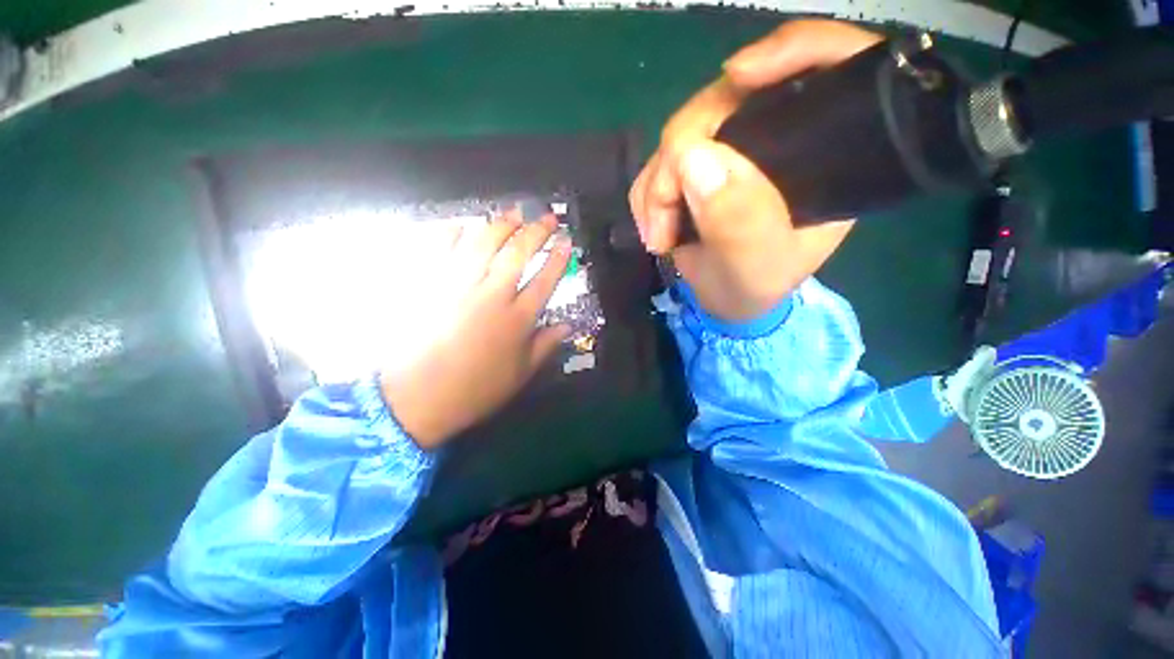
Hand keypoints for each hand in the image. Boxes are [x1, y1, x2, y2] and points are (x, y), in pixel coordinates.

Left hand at [380, 210, 570, 449]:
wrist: (418, 399)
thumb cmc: (476, 390)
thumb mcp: (520, 374)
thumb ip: (546, 346)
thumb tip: (568, 326)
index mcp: (517, 319)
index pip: (545, 280)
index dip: (559, 259)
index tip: (567, 242)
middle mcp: (491, 296)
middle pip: (518, 254)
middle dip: (537, 231)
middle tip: (548, 217)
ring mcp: (458, 287)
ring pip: (483, 244)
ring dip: (501, 224)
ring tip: (513, 211)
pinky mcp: (429, 285)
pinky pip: (439, 250)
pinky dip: (450, 233)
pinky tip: (461, 224)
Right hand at [629, 20, 881, 321]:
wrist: (724, 302)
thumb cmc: (753, 289)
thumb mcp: (756, 268)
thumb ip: (738, 222)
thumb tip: (692, 156)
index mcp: (823, 154)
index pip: (831, 65)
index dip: (791, 50)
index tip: (738, 75)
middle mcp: (779, 139)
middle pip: (729, 99)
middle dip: (681, 154)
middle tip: (664, 221)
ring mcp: (732, 150)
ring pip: (683, 131)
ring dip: (657, 185)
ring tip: (659, 235)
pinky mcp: (698, 166)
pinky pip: (661, 160)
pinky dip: (648, 193)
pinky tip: (654, 226)